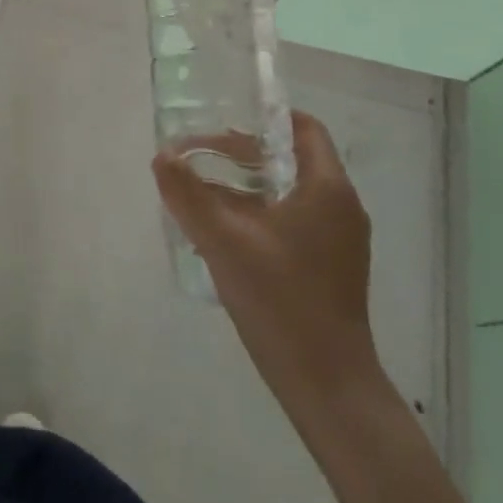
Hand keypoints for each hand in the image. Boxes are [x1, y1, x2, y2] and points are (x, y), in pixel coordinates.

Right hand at [153, 111, 384, 433]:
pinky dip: (259, 212)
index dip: (263, 117)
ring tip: (203, 190)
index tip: (222, 119)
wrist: (328, 386)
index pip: (303, 127)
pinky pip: (293, 219)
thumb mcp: (224, 242)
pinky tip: (223, 232)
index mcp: (327, 189)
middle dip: (243, 152)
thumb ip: (189, 195)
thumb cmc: (282, 301)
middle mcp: (340, 206)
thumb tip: (161, 156)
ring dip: (247, 184)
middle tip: (199, 156)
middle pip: (291, 158)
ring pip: (290, 191)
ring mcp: (339, 239)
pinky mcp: (330, 266)